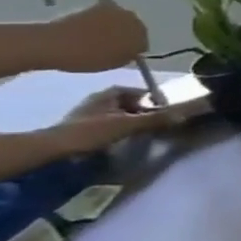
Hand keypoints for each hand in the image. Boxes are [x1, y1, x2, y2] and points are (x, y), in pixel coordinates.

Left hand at [38, 4, 149, 73]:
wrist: (53, 44)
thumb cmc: (89, 56)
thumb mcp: (117, 62)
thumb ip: (129, 54)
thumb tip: (132, 50)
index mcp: (141, 31)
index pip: (143, 41)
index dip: (133, 50)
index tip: (121, 57)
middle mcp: (130, 16)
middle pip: (132, 28)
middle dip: (124, 36)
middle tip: (110, 49)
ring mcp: (108, 10)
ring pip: (115, 22)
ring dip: (110, 30)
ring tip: (95, 43)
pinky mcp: (89, 8)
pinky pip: (98, 19)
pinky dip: (95, 26)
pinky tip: (85, 36)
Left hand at [47, 87, 208, 154]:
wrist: (54, 148)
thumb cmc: (92, 131)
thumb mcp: (128, 124)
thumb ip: (157, 119)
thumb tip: (185, 114)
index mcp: (110, 93)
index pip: (141, 91)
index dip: (155, 100)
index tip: (166, 112)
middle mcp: (101, 98)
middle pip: (132, 102)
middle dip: (145, 111)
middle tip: (157, 123)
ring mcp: (91, 111)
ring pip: (122, 113)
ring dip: (133, 120)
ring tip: (142, 132)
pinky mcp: (84, 124)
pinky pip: (111, 121)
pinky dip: (121, 127)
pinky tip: (123, 137)